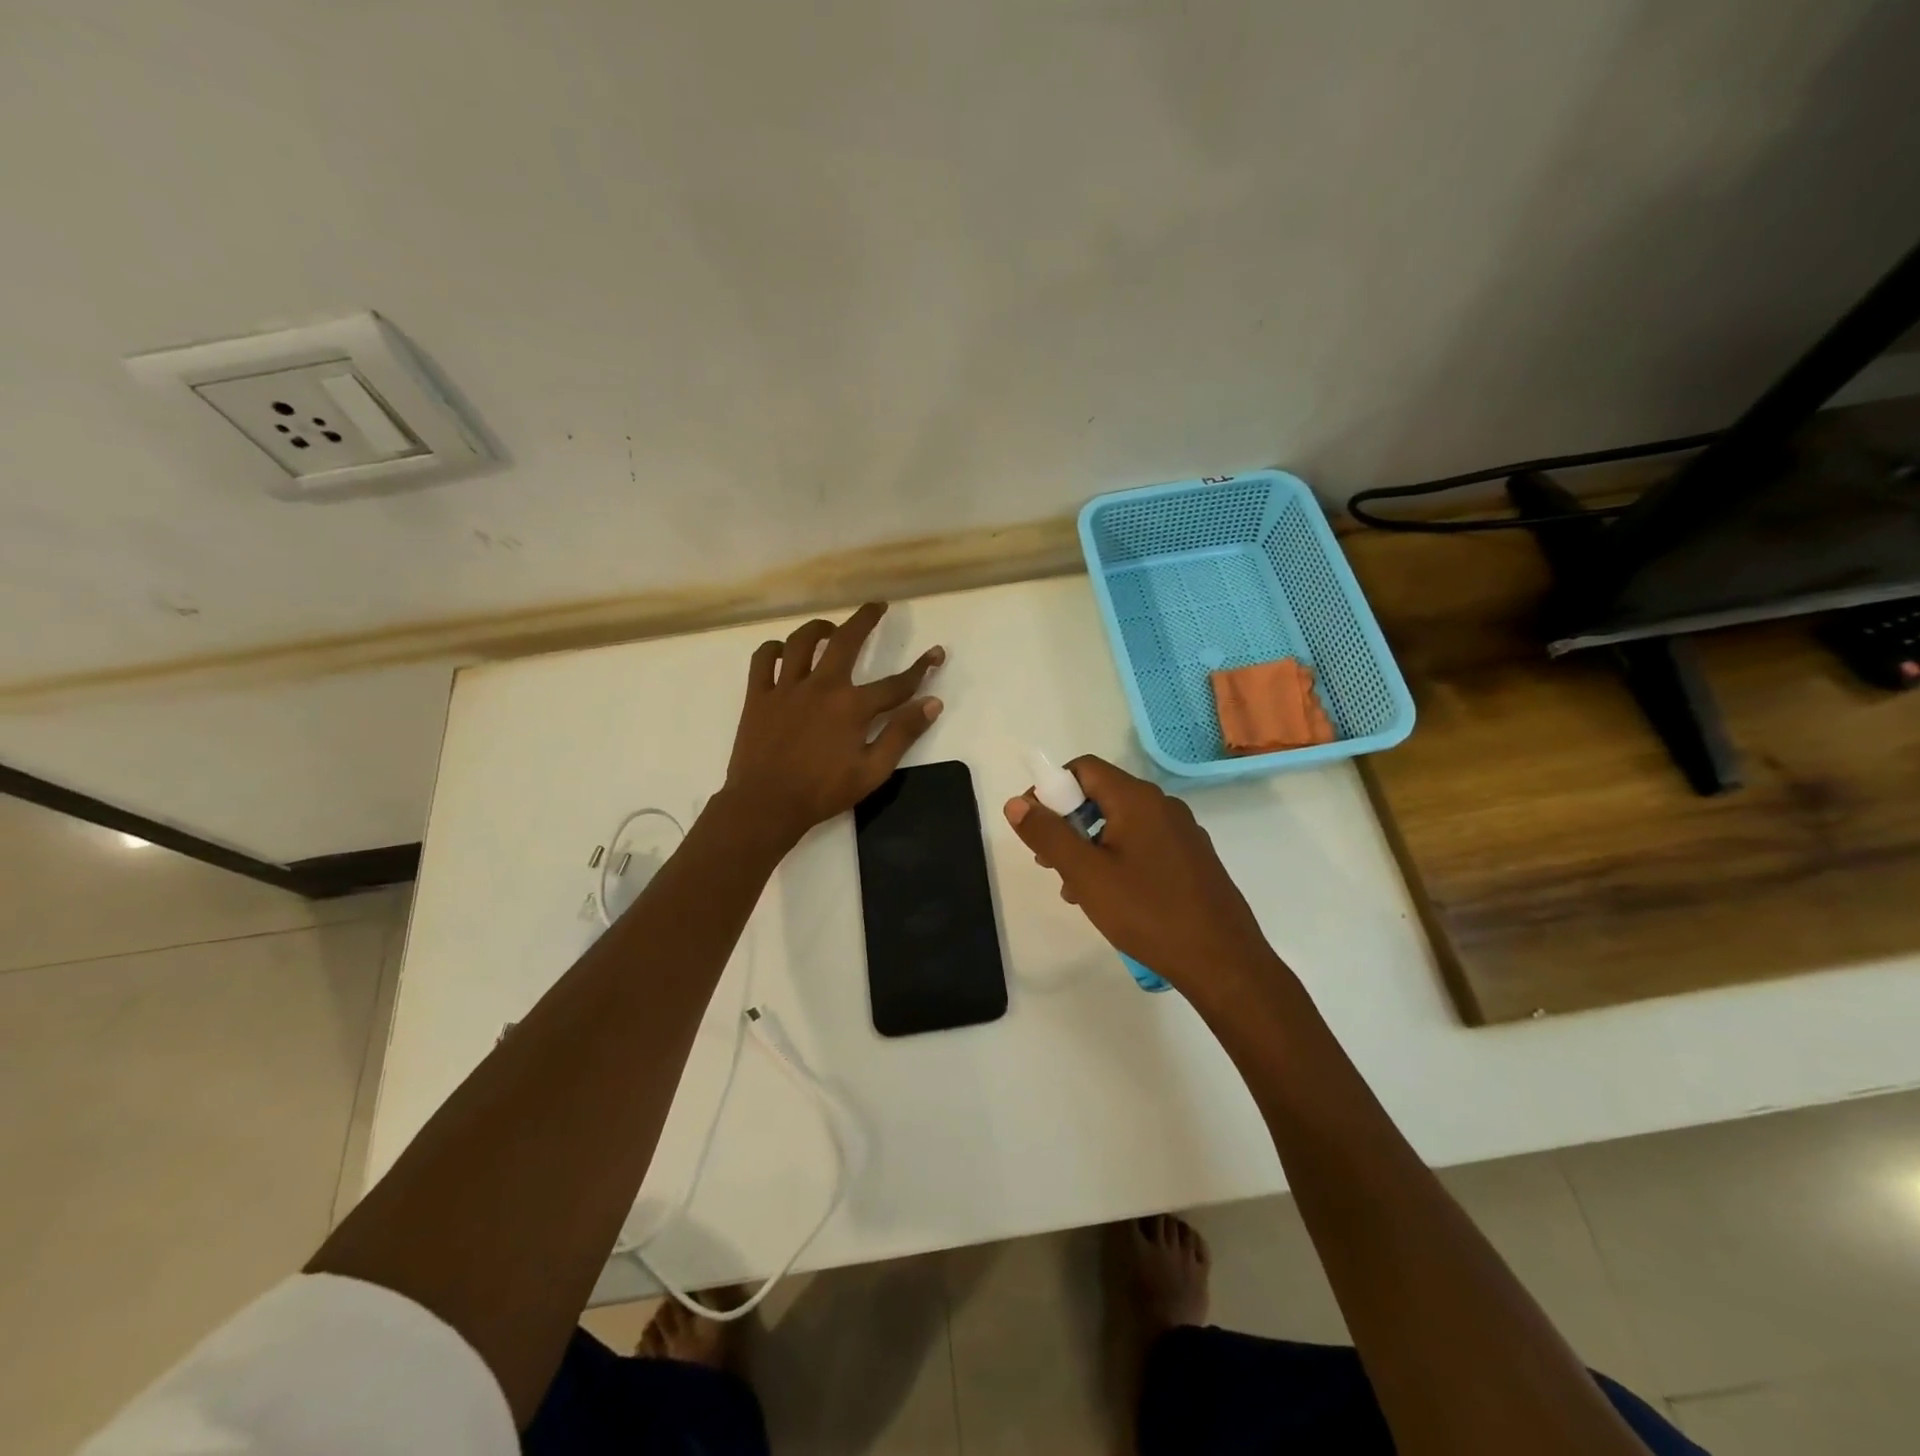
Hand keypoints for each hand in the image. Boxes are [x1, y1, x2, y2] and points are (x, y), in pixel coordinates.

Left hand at [722, 603, 943, 846]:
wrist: (765, 806)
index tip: (936, 653)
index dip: (921, 668)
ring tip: (829, 627)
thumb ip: (902, 734)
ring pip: (801, 642)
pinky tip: (783, 651)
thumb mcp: (873, 770)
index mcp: (852, 707)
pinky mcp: (758, 696)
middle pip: (846, 641)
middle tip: (877, 606)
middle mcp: (821, 686)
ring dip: (818, 628)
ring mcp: (786, 688)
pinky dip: (774, 649)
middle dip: (865, 619)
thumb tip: (933, 703)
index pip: (896, 683)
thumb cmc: (823, 792)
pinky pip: (763, 660)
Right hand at [1004, 756, 1276, 996]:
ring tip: (1075, 888)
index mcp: (1137, 799)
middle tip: (1049, 863)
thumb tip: (1016, 803)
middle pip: (1101, 795)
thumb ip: (1047, 835)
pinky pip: (1143, 844)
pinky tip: (1110, 898)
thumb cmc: (1148, 913)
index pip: (1084, 768)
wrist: (1222, 961)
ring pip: (1121, 823)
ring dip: (1089, 846)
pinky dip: (1116, 858)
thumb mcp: (1085, 874)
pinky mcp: (1191, 859)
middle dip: (1067, 822)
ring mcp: (1181, 832)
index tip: (1034, 827)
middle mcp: (1162, 805)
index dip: (1051, 789)